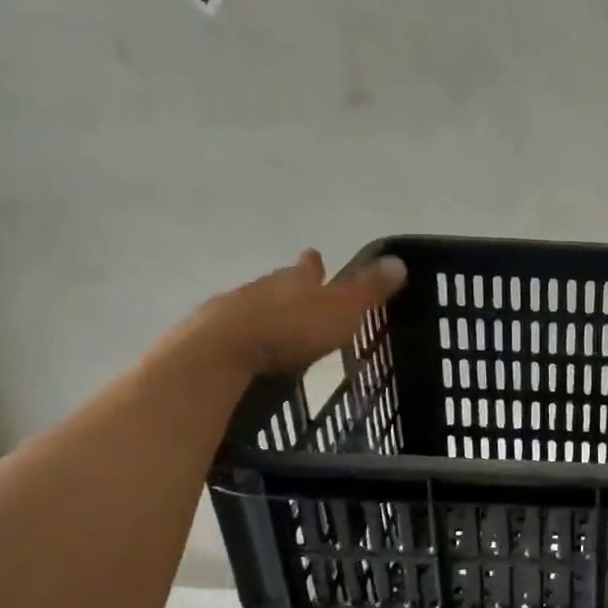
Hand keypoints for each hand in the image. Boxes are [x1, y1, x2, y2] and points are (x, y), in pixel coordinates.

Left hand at [196, 249, 407, 376]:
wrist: (222, 352)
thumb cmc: (291, 328)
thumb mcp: (342, 310)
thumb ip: (368, 289)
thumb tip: (398, 261)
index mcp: (294, 281)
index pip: (307, 268)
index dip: (314, 265)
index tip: (314, 255)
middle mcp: (261, 288)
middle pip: (277, 285)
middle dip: (288, 290)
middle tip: (298, 296)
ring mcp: (230, 312)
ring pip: (252, 307)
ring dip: (264, 314)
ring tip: (275, 327)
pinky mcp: (209, 339)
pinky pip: (232, 334)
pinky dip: (245, 339)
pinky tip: (249, 352)